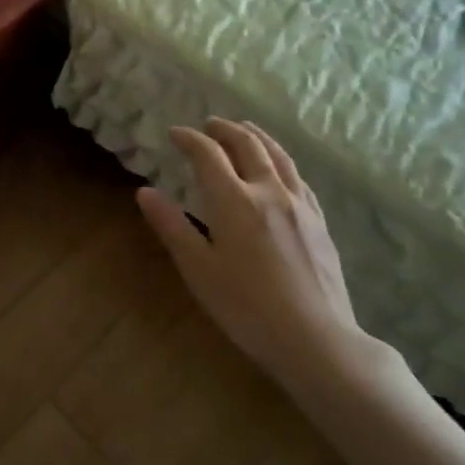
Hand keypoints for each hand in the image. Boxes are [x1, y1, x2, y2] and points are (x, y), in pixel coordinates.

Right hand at [136, 119, 375, 386]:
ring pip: (278, 156)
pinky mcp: (319, 222)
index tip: (175, 133)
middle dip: (225, 130)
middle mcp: (269, 192)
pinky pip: (298, 176)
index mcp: (234, 201)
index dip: (190, 139)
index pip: (208, 155)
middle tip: (208, 125)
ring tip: (244, 129)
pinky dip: (281, 160)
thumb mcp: (198, 269)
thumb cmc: (245, 307)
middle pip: (248, 145)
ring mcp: (300, 205)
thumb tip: (145, 191)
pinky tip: (279, 169)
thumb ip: (172, 226)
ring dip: (257, 137)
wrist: (315, 339)